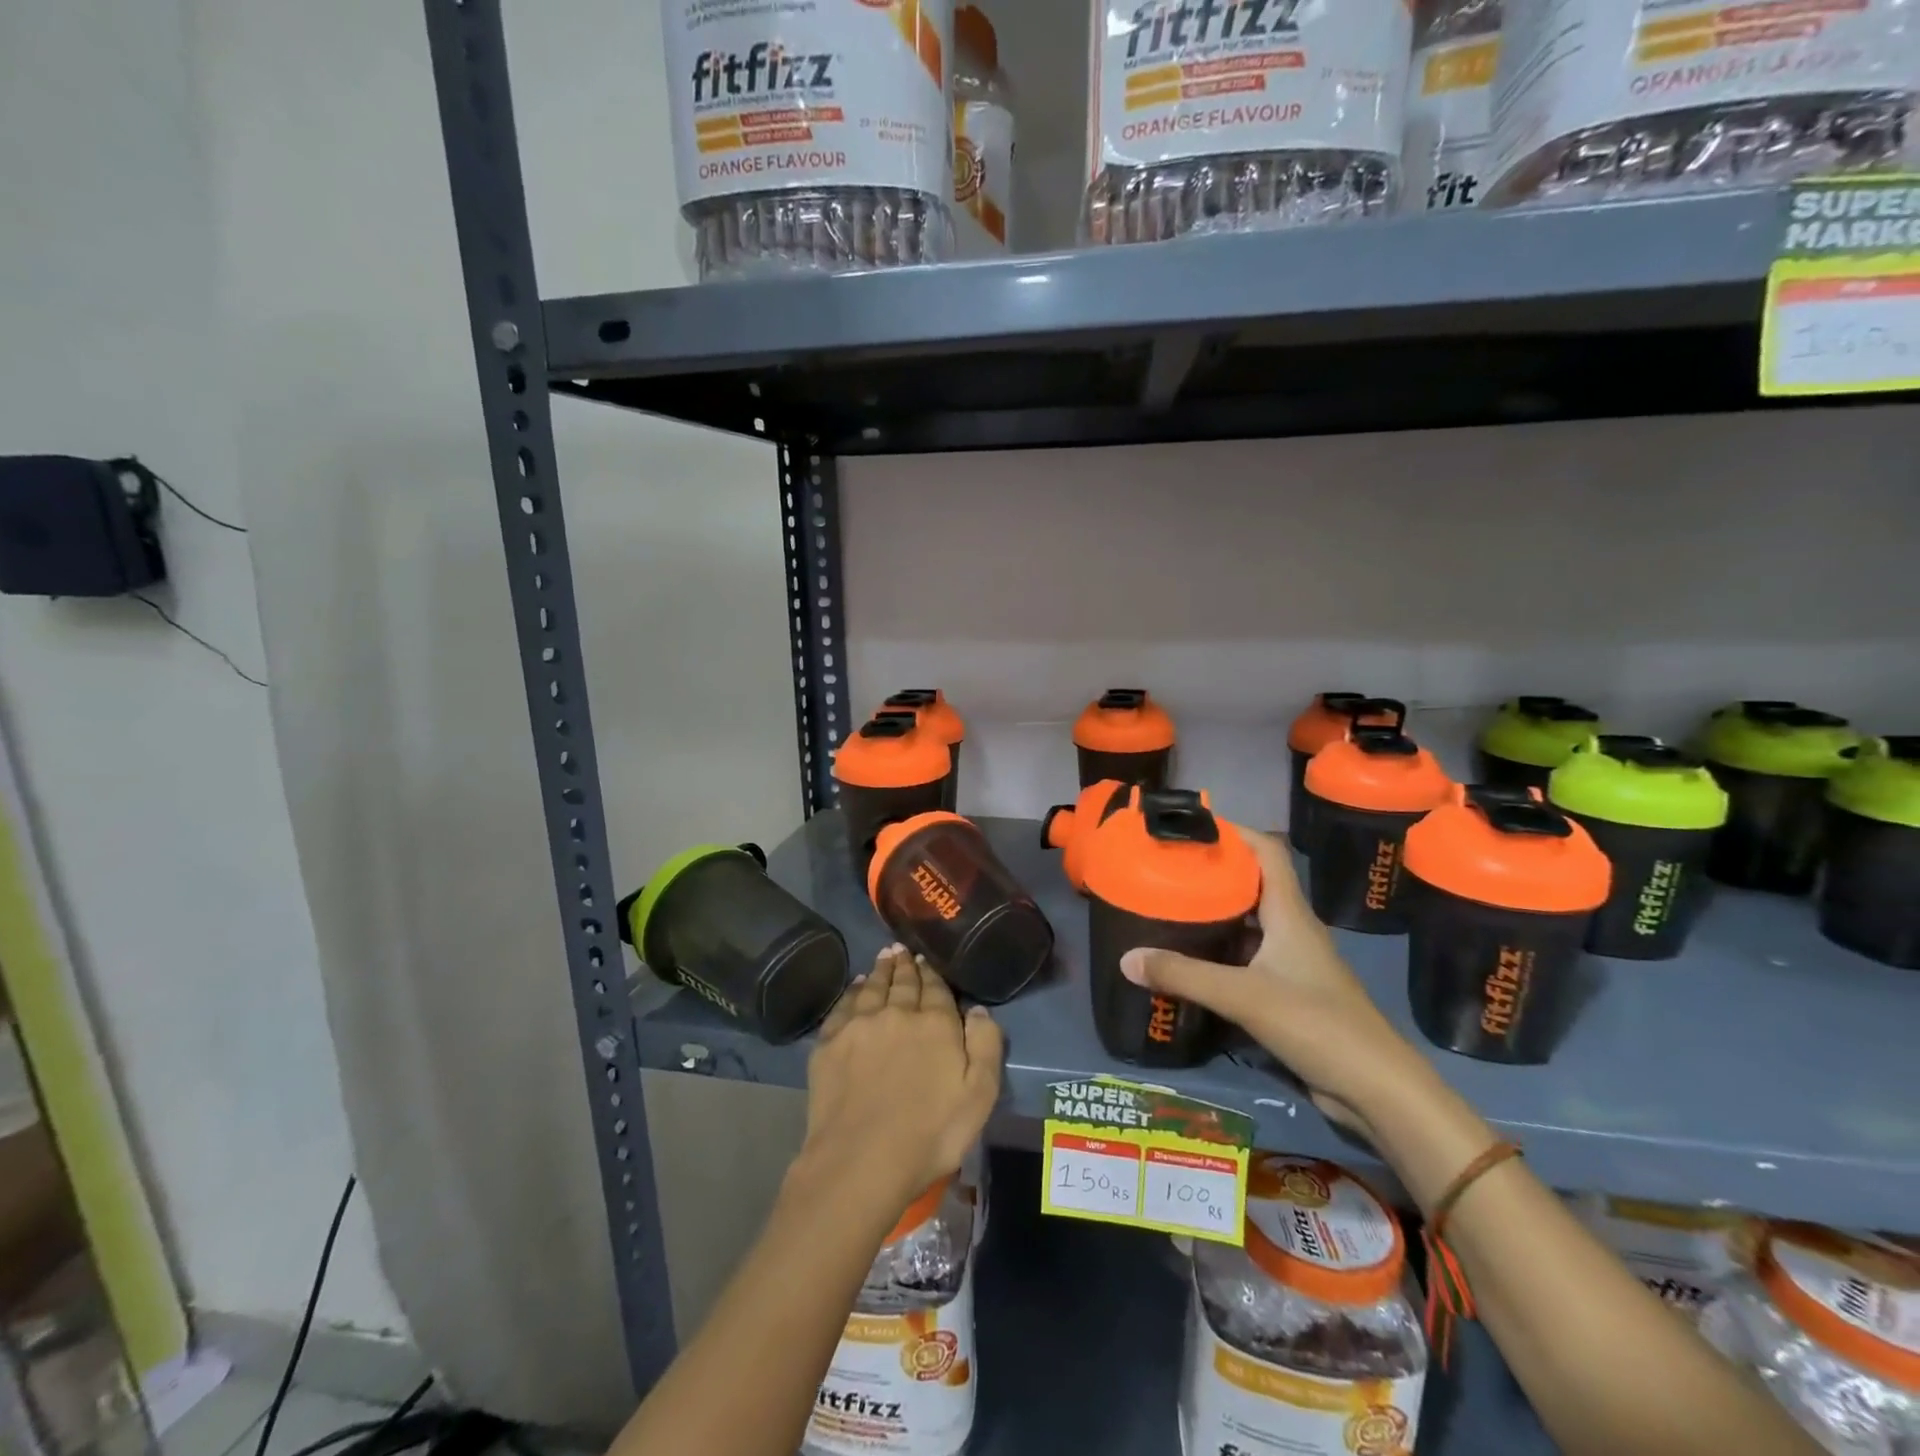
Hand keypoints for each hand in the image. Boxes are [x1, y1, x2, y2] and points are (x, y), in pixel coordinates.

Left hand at [800, 946, 1004, 1214]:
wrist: (862, 1160)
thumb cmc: (930, 1133)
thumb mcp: (979, 1095)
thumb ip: (986, 1045)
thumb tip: (979, 1009)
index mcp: (935, 1023)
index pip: (935, 988)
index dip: (932, 973)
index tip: (927, 960)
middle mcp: (896, 1013)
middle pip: (902, 982)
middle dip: (905, 965)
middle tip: (903, 950)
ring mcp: (858, 1026)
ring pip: (873, 988)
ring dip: (880, 971)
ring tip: (884, 957)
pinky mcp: (829, 1044)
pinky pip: (842, 1007)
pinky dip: (852, 992)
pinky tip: (856, 987)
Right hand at [1120, 830, 1421, 1135]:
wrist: (1376, 1091)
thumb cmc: (1317, 1024)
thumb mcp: (1243, 996)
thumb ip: (1184, 975)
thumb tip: (1126, 958)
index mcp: (1290, 914)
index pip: (1267, 851)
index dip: (1234, 831)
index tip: (1191, 827)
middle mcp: (1292, 931)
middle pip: (1252, 885)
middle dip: (1212, 873)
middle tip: (1165, 869)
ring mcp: (1292, 964)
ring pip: (1247, 925)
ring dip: (1214, 915)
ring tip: (1168, 908)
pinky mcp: (1288, 994)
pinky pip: (1247, 960)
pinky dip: (1219, 954)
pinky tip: (1189, 961)